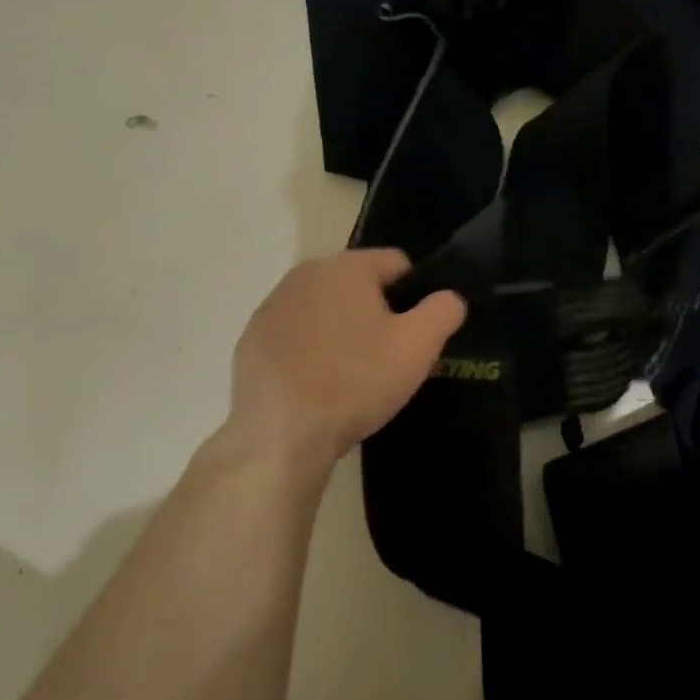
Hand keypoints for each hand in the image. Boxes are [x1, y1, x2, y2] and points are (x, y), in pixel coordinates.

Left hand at [221, 249, 465, 470]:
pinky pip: (296, 336)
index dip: (414, 295)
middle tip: (387, 356)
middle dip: (376, 312)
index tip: (414, 333)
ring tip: (352, 375)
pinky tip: (318, 386)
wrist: (282, 435)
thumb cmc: (357, 381)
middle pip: (358, 285)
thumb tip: (448, 297)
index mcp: (345, 267)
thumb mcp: (419, 346)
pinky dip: (310, 352)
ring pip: (325, 310)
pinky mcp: (251, 342)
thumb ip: (444, 310)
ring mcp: (271, 308)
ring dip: (342, 331)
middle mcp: (303, 275)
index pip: (396, 263)